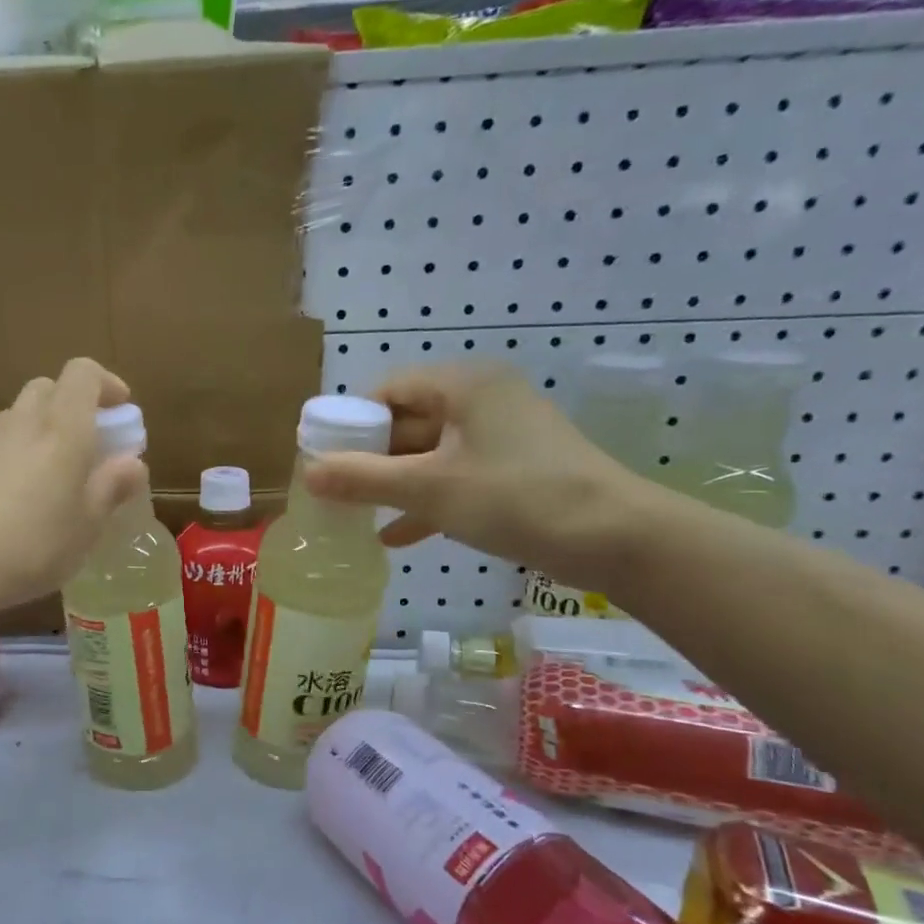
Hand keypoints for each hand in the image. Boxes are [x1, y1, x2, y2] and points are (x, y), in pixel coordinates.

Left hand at [0, 358, 147, 612]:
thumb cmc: (30, 547)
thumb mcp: (86, 526)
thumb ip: (111, 487)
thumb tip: (132, 462)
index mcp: (62, 429)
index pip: (83, 373)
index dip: (105, 384)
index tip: (121, 411)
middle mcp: (23, 421)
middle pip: (49, 388)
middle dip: (74, 406)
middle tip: (89, 447)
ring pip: (21, 414)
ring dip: (44, 430)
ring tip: (53, 478)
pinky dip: (17, 452)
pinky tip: (17, 498)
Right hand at [303, 363, 659, 591]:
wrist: (617, 538)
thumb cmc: (515, 497)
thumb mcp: (429, 488)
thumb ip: (363, 479)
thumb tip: (307, 473)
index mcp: (463, 385)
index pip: (388, 391)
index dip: (351, 423)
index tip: (324, 459)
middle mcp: (481, 400)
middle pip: (407, 422)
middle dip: (369, 460)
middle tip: (334, 492)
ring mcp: (501, 436)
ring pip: (429, 455)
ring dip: (393, 485)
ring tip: (354, 515)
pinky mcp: (514, 470)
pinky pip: (455, 477)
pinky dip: (426, 502)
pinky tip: (395, 536)